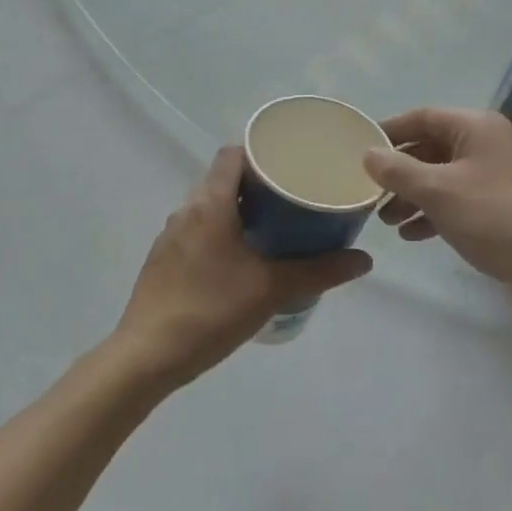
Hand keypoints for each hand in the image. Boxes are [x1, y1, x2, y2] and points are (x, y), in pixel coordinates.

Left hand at [115, 146, 371, 385]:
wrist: (147, 357)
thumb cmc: (211, 311)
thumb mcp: (272, 289)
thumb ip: (319, 271)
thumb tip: (364, 259)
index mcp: (210, 203)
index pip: (233, 154)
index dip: (261, 154)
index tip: (291, 166)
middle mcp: (186, 210)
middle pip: (224, 180)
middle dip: (258, 185)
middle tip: (294, 200)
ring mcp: (170, 236)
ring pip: (210, 207)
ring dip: (239, 211)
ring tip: (275, 229)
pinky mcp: (163, 260)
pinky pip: (198, 231)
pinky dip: (222, 233)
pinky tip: (242, 261)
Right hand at [363, 107, 511, 321]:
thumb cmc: (494, 217)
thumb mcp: (439, 191)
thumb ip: (398, 170)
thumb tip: (368, 154)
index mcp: (476, 127)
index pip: (422, 117)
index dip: (389, 132)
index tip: (358, 149)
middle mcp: (487, 144)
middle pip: (430, 148)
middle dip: (398, 172)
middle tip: (368, 192)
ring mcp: (496, 176)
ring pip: (442, 177)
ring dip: (412, 196)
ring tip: (386, 220)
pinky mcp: (500, 207)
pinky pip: (457, 201)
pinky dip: (433, 213)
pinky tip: (412, 234)